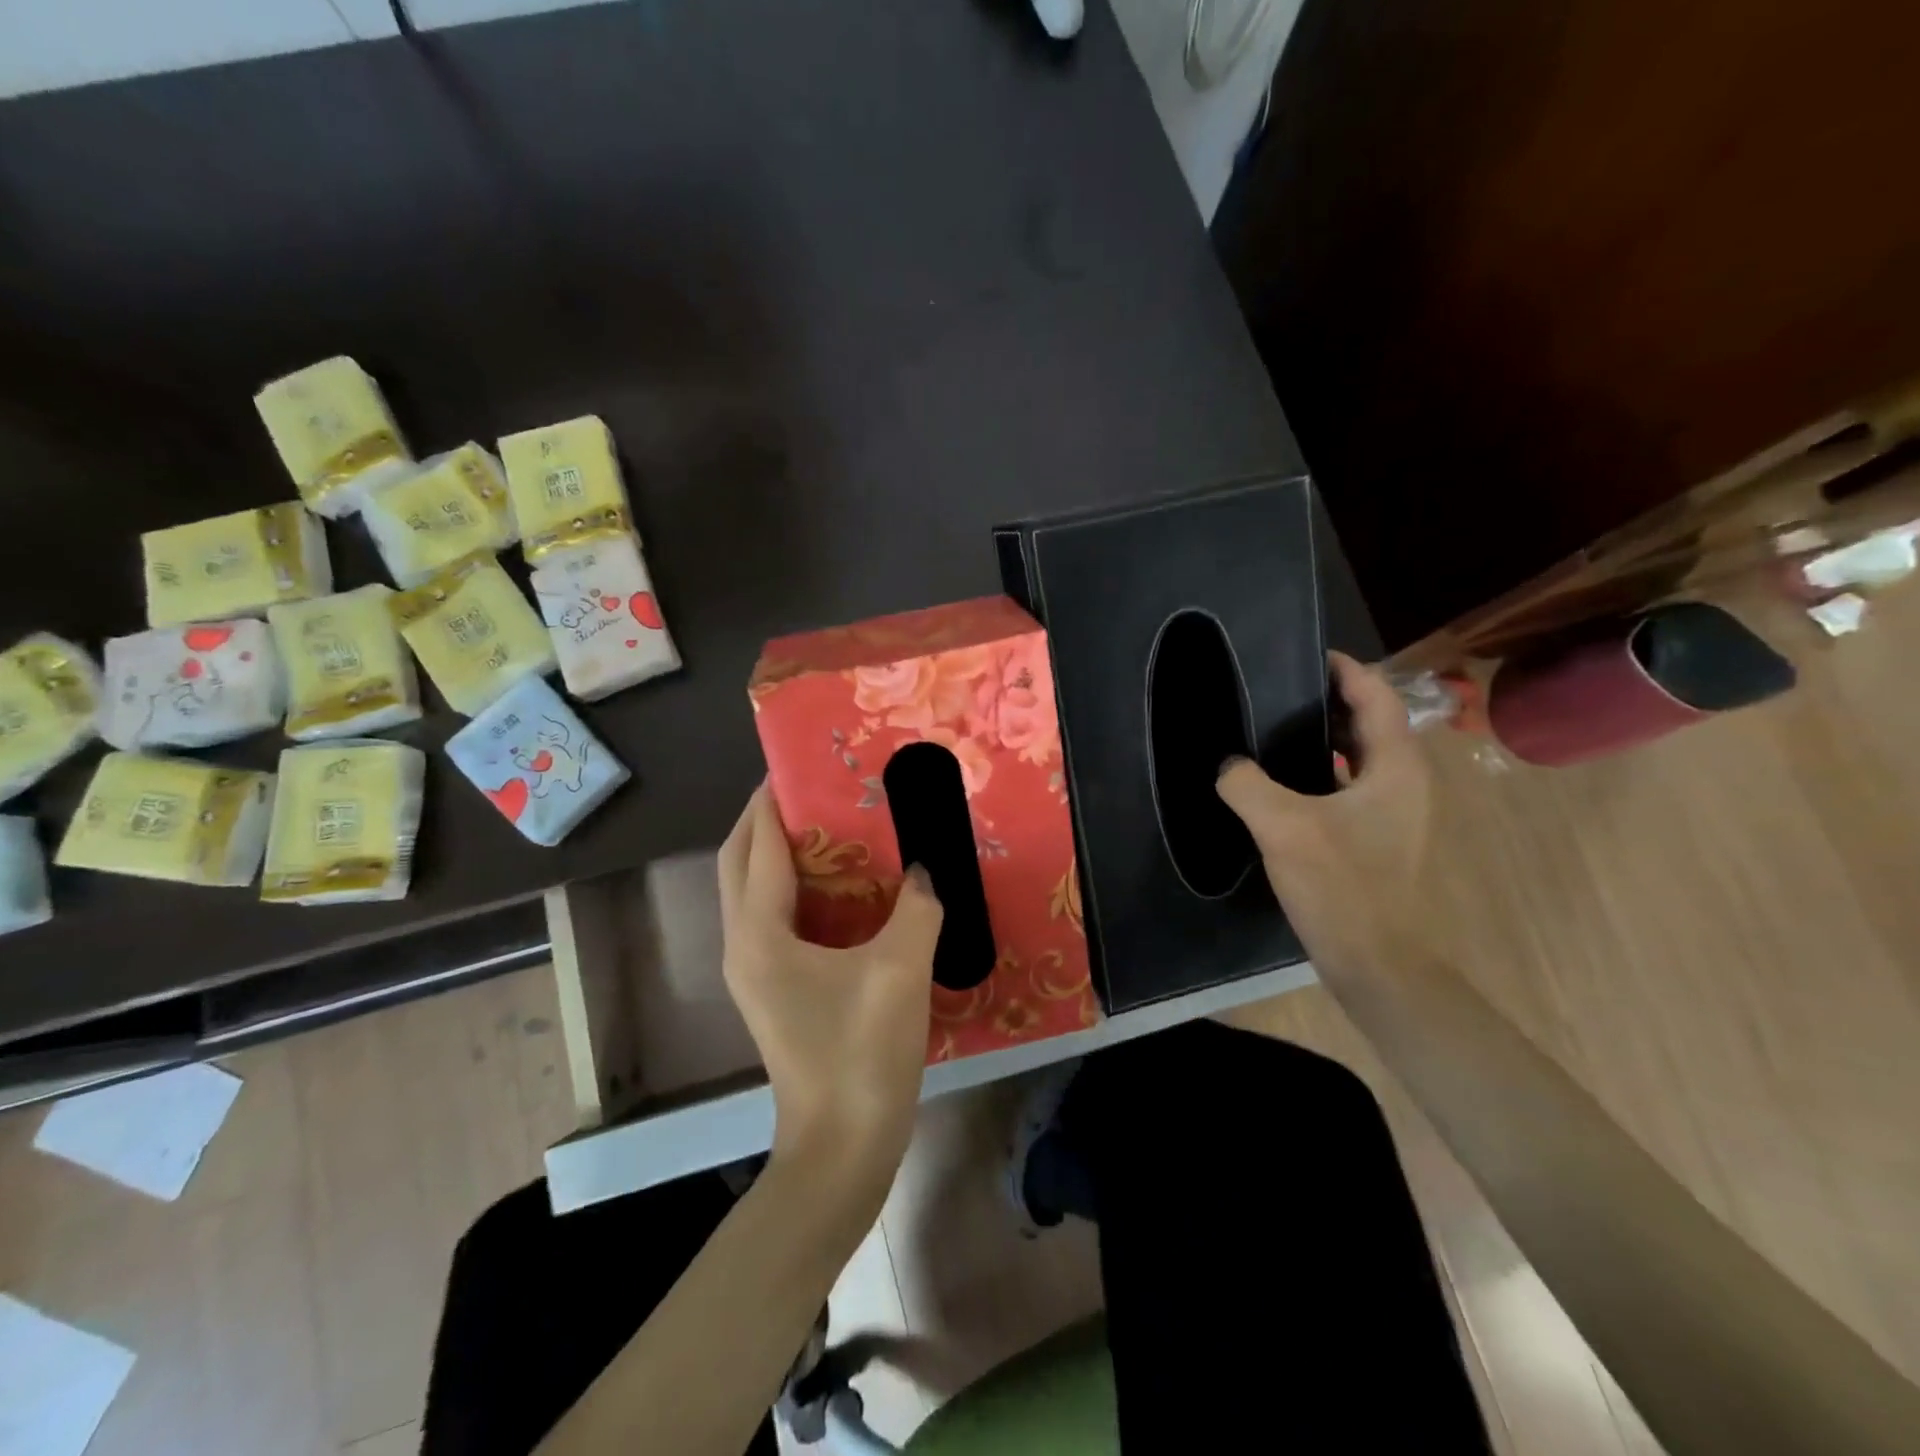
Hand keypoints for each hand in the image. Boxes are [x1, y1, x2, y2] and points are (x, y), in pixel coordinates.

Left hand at [718, 785, 943, 1197]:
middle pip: (740, 864)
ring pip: (752, 893)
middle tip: (810, 789)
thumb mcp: (900, 970)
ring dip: (777, 853)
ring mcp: (754, 972)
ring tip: (825, 826)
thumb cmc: (862, 1053)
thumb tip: (924, 870)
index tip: (797, 764)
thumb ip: (917, 907)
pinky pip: (772, 919)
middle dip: (764, 820)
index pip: (759, 847)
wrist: (842, 1148)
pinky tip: (840, 888)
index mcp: (761, 933)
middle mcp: (743, 945)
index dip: (773, 802)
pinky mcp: (773, 991)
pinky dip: (794, 889)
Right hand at [1215, 652, 1432, 971]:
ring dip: (1322, 739)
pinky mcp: (1376, 840)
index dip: (1346, 670)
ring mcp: (1393, 815)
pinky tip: (1279, 785)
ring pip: (1357, 759)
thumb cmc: (1343, 887)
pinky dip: (1318, 774)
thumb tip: (1227, 765)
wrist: (1379, 965)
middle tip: (1277, 689)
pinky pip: (1346, 789)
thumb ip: (1247, 784)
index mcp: (1394, 768)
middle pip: (1368, 724)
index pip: (1377, 697)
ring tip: (1271, 729)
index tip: (1307, 654)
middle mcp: (1402, 783)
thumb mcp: (1283, 828)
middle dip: (1328, 701)